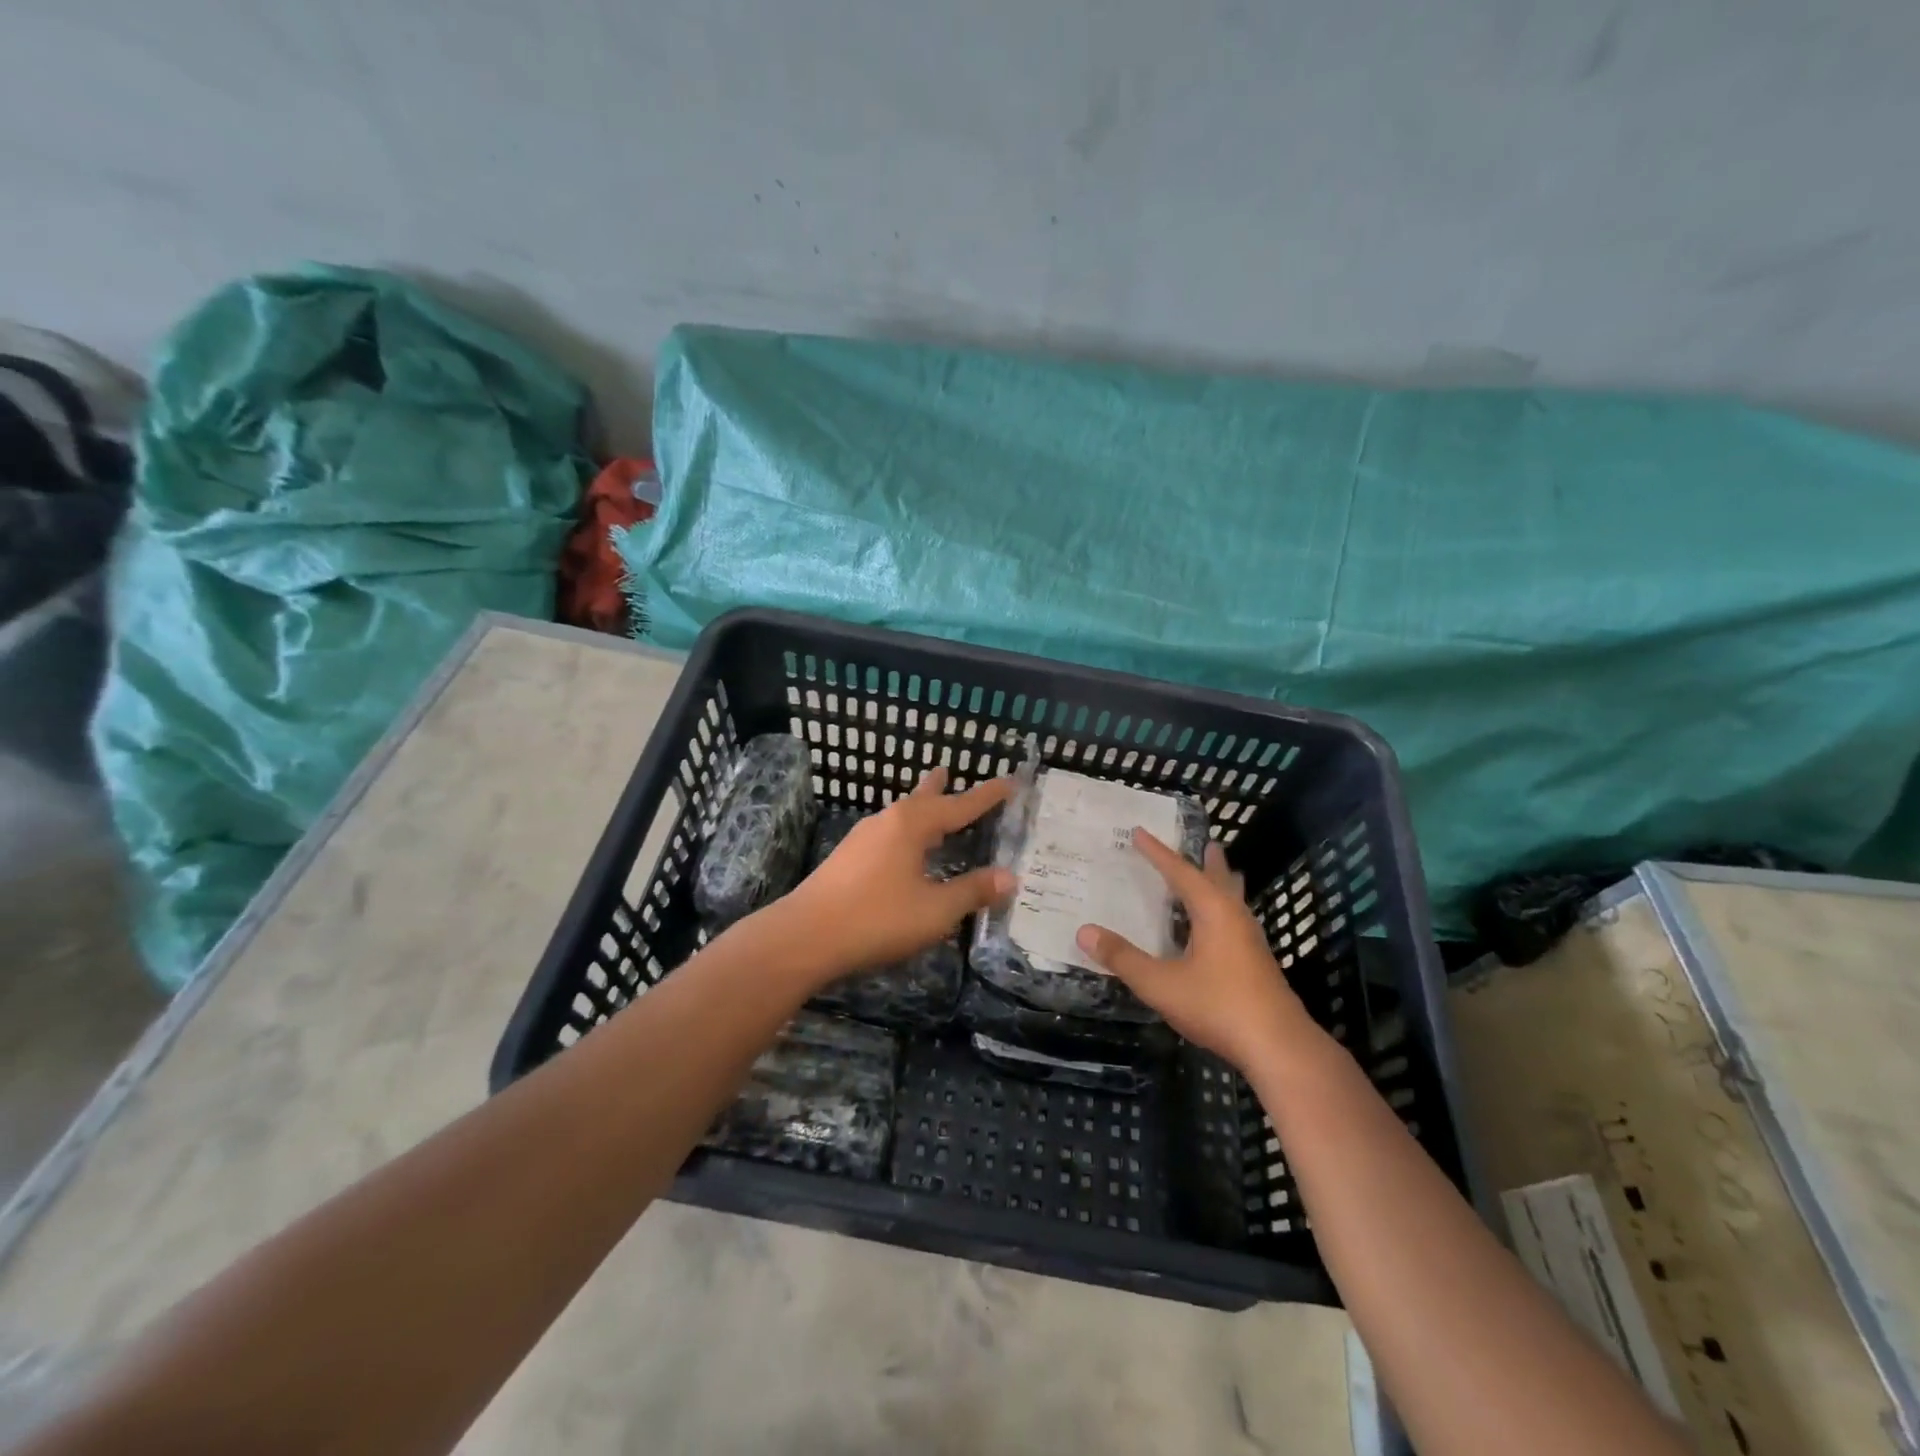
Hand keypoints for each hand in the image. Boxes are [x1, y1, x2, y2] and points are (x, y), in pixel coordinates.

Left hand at [771, 767, 1015, 986]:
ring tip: (929, 805)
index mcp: (911, 825)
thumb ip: (972, 891)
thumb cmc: (877, 918)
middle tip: (950, 770)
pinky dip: (905, 832)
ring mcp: (862, 839)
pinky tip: (902, 849)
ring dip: (919, 809)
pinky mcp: (846, 859)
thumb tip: (1009, 877)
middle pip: (921, 799)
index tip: (1010, 782)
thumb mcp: (935, 910)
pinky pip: (887, 834)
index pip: (959, 805)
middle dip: (940, 788)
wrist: (804, 936)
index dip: (987, 796)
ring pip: (900, 816)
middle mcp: (886, 822)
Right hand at [1076, 830, 1313, 1072]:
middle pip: (1220, 879)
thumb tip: (1084, 931)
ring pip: (1234, 900)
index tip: (1139, 833)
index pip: (1180, 872)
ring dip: (1223, 883)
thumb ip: (1123, 958)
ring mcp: (1251, 941)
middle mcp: (1234, 917)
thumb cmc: (1218, 1005)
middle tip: (1205, 842)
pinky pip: (1236, 920)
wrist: (1278, 1046)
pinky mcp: (1257, 963)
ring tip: (1220, 872)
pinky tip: (1218, 928)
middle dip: (1207, 861)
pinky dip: (1224, 909)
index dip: (1157, 853)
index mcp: (1212, 911)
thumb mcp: (1160, 983)